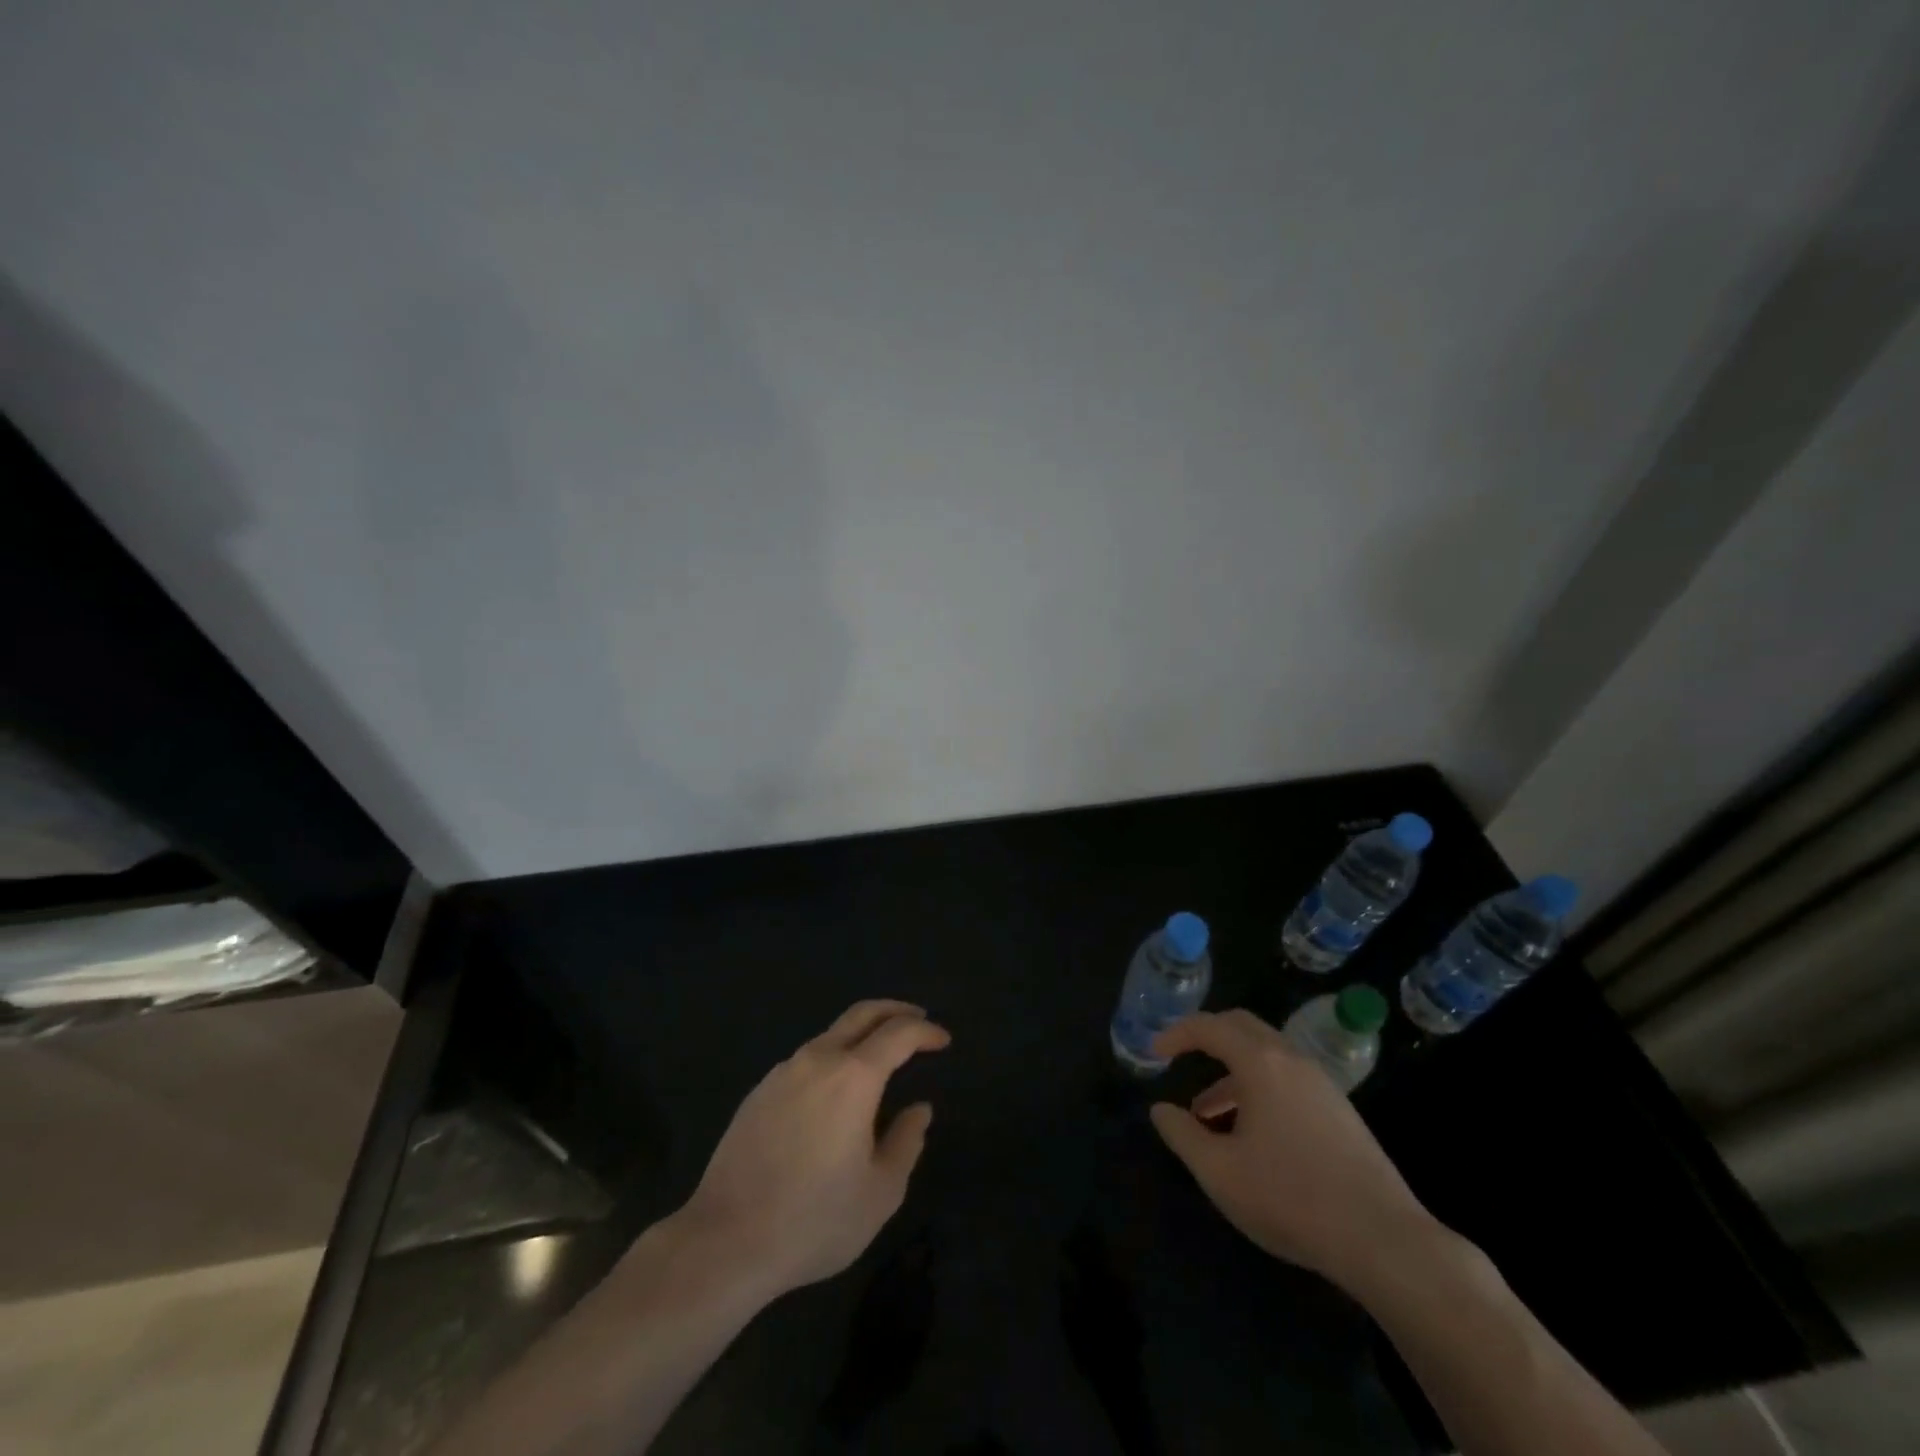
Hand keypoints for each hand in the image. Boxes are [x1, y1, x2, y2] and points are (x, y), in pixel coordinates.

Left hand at [675, 1000, 948, 1298]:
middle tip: (919, 1022)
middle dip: (896, 1011)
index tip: (943, 1041)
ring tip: (880, 1058)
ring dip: (862, 1035)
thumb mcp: (880, 1193)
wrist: (725, 1242)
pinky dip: (833, 1058)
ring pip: (831, 1035)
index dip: (926, 1032)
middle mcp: (818, 1060)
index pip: (899, 1033)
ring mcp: (783, 1072)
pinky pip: (806, 1060)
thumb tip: (918, 1109)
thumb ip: (907, 1142)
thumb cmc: (814, 1221)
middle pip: (862, 1014)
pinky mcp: (758, 1092)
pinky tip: (835, 1092)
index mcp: (854, 1077)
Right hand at [1148, 1009, 1435, 1289]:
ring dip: (1230, 1071)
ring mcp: (1322, 1084)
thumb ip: (1182, 1135)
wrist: (1385, 1240)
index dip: (1176, 1034)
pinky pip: (1287, 1079)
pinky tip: (1250, 1134)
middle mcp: (1293, 1060)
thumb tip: (1161, 1110)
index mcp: (1261, 1064)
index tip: (1153, 1053)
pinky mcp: (1340, 1111)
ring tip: (1206, 1114)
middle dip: (1205, 1037)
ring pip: (1266, 1056)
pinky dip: (1257, 1088)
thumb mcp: (1220, 1172)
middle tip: (1179, 1058)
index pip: (1209, 1026)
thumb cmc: (1292, 1198)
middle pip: (1241, 1027)